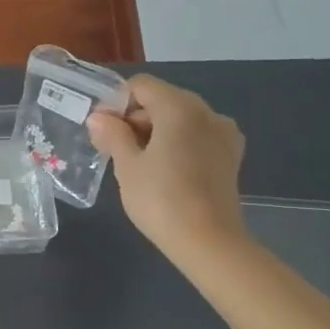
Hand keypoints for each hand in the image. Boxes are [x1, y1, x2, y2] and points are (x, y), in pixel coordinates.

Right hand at [88, 75, 248, 257]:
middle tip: (113, 148)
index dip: (117, 103)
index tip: (103, 130)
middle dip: (135, 117)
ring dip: (156, 130)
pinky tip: (165, 169)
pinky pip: (197, 135)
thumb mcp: (127, 165)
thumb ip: (112, 134)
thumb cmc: (161, 199)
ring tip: (137, 162)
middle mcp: (206, 112)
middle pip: (162, 99)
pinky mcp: (231, 155)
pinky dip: (177, 142)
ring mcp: (223, 133)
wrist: (209, 243)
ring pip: (180, 118)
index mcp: (180, 107)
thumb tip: (98, 118)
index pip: (141, 85)